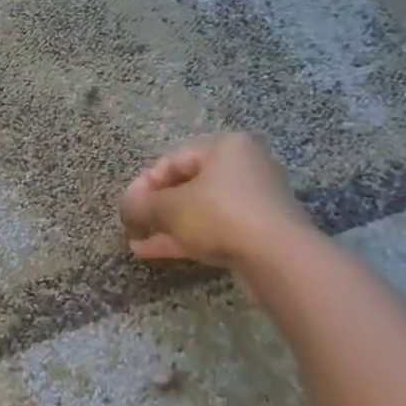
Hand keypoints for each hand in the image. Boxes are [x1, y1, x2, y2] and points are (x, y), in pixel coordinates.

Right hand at [120, 132, 311, 268]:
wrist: (280, 259)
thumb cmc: (220, 215)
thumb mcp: (170, 207)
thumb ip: (141, 205)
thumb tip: (125, 207)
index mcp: (225, 146)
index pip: (172, 159)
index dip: (143, 184)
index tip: (126, 207)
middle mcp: (243, 166)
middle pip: (187, 184)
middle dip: (155, 207)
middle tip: (132, 224)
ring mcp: (253, 201)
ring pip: (199, 209)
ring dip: (167, 225)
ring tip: (137, 241)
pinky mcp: (258, 231)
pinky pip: (214, 228)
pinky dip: (186, 237)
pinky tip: (154, 251)